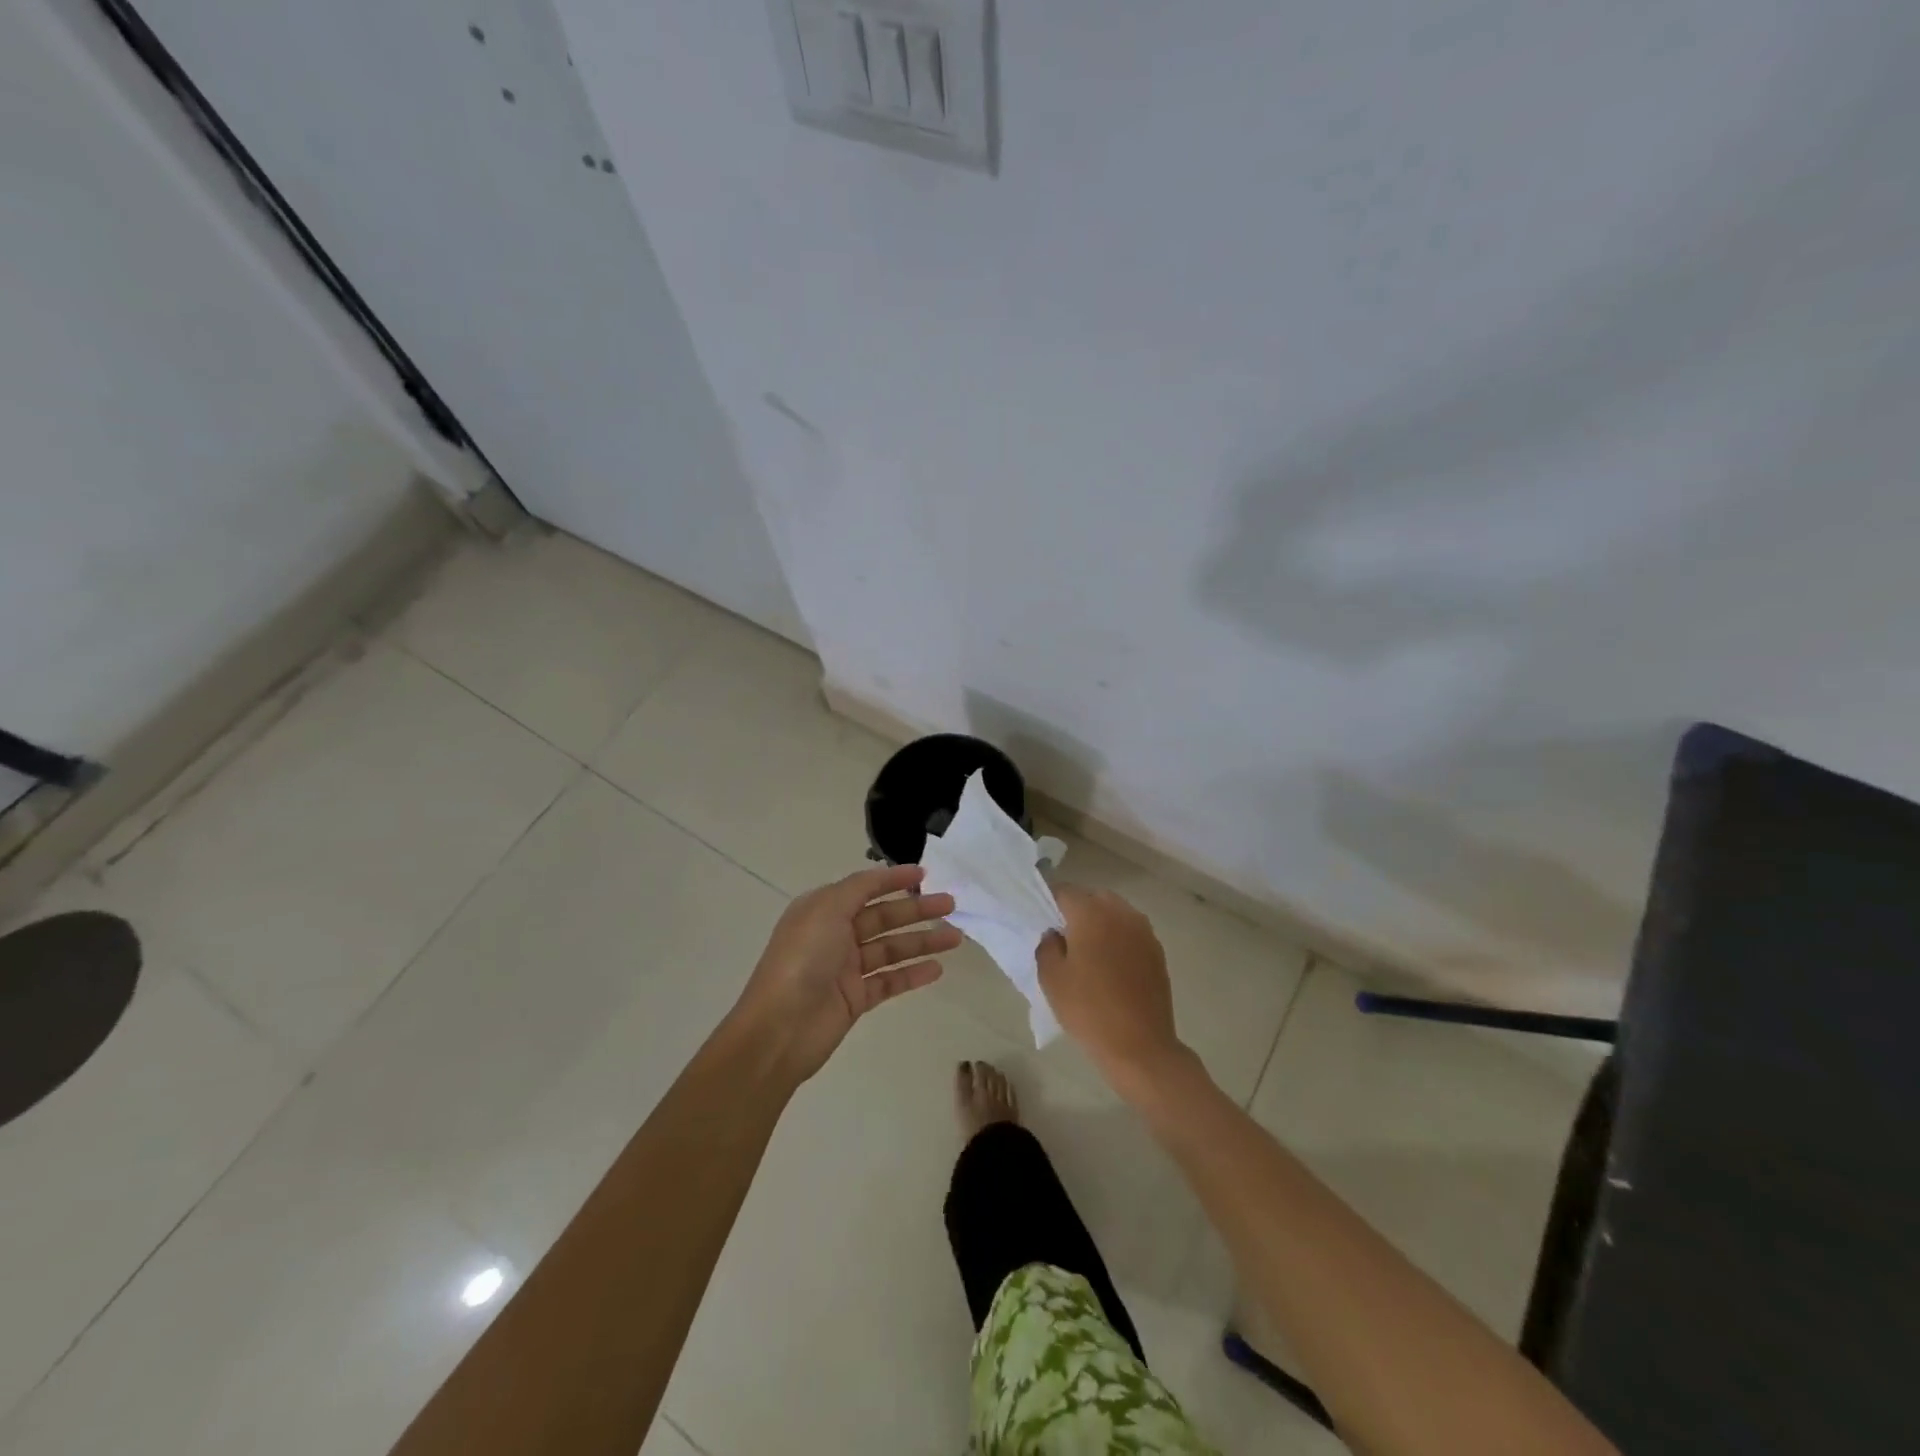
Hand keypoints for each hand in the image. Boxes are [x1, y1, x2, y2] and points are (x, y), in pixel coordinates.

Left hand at [732, 863, 958, 1084]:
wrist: (779, 1028)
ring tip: (955, 938)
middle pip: (883, 917)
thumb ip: (858, 888)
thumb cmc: (802, 960)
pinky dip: (912, 974)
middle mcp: (835, 935)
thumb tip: (882, 875)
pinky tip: (937, 969)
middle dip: (917, 909)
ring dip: (922, 941)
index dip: (894, 879)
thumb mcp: (826, 909)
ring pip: (891, 949)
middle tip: (951, 905)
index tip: (925, 874)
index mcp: (823, 910)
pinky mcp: (855, 999)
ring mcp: (846, 969)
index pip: (864, 888)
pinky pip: (889, 981)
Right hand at [1038, 886, 1189, 1096]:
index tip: (1042, 919)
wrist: (1140, 1047)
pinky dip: (1118, 938)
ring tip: (1088, 951)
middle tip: (1064, 936)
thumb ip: (1047, 946)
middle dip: (1077, 909)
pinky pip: (1131, 932)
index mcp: (1092, 913)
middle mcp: (1121, 913)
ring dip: (1100, 922)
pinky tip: (1110, 965)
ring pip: (1116, 912)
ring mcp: (1144, 931)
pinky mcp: (1157, 951)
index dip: (1050, 901)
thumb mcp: (1051, 978)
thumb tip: (1055, 934)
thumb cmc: (1088, 1009)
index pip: (1065, 891)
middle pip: (1094, 897)